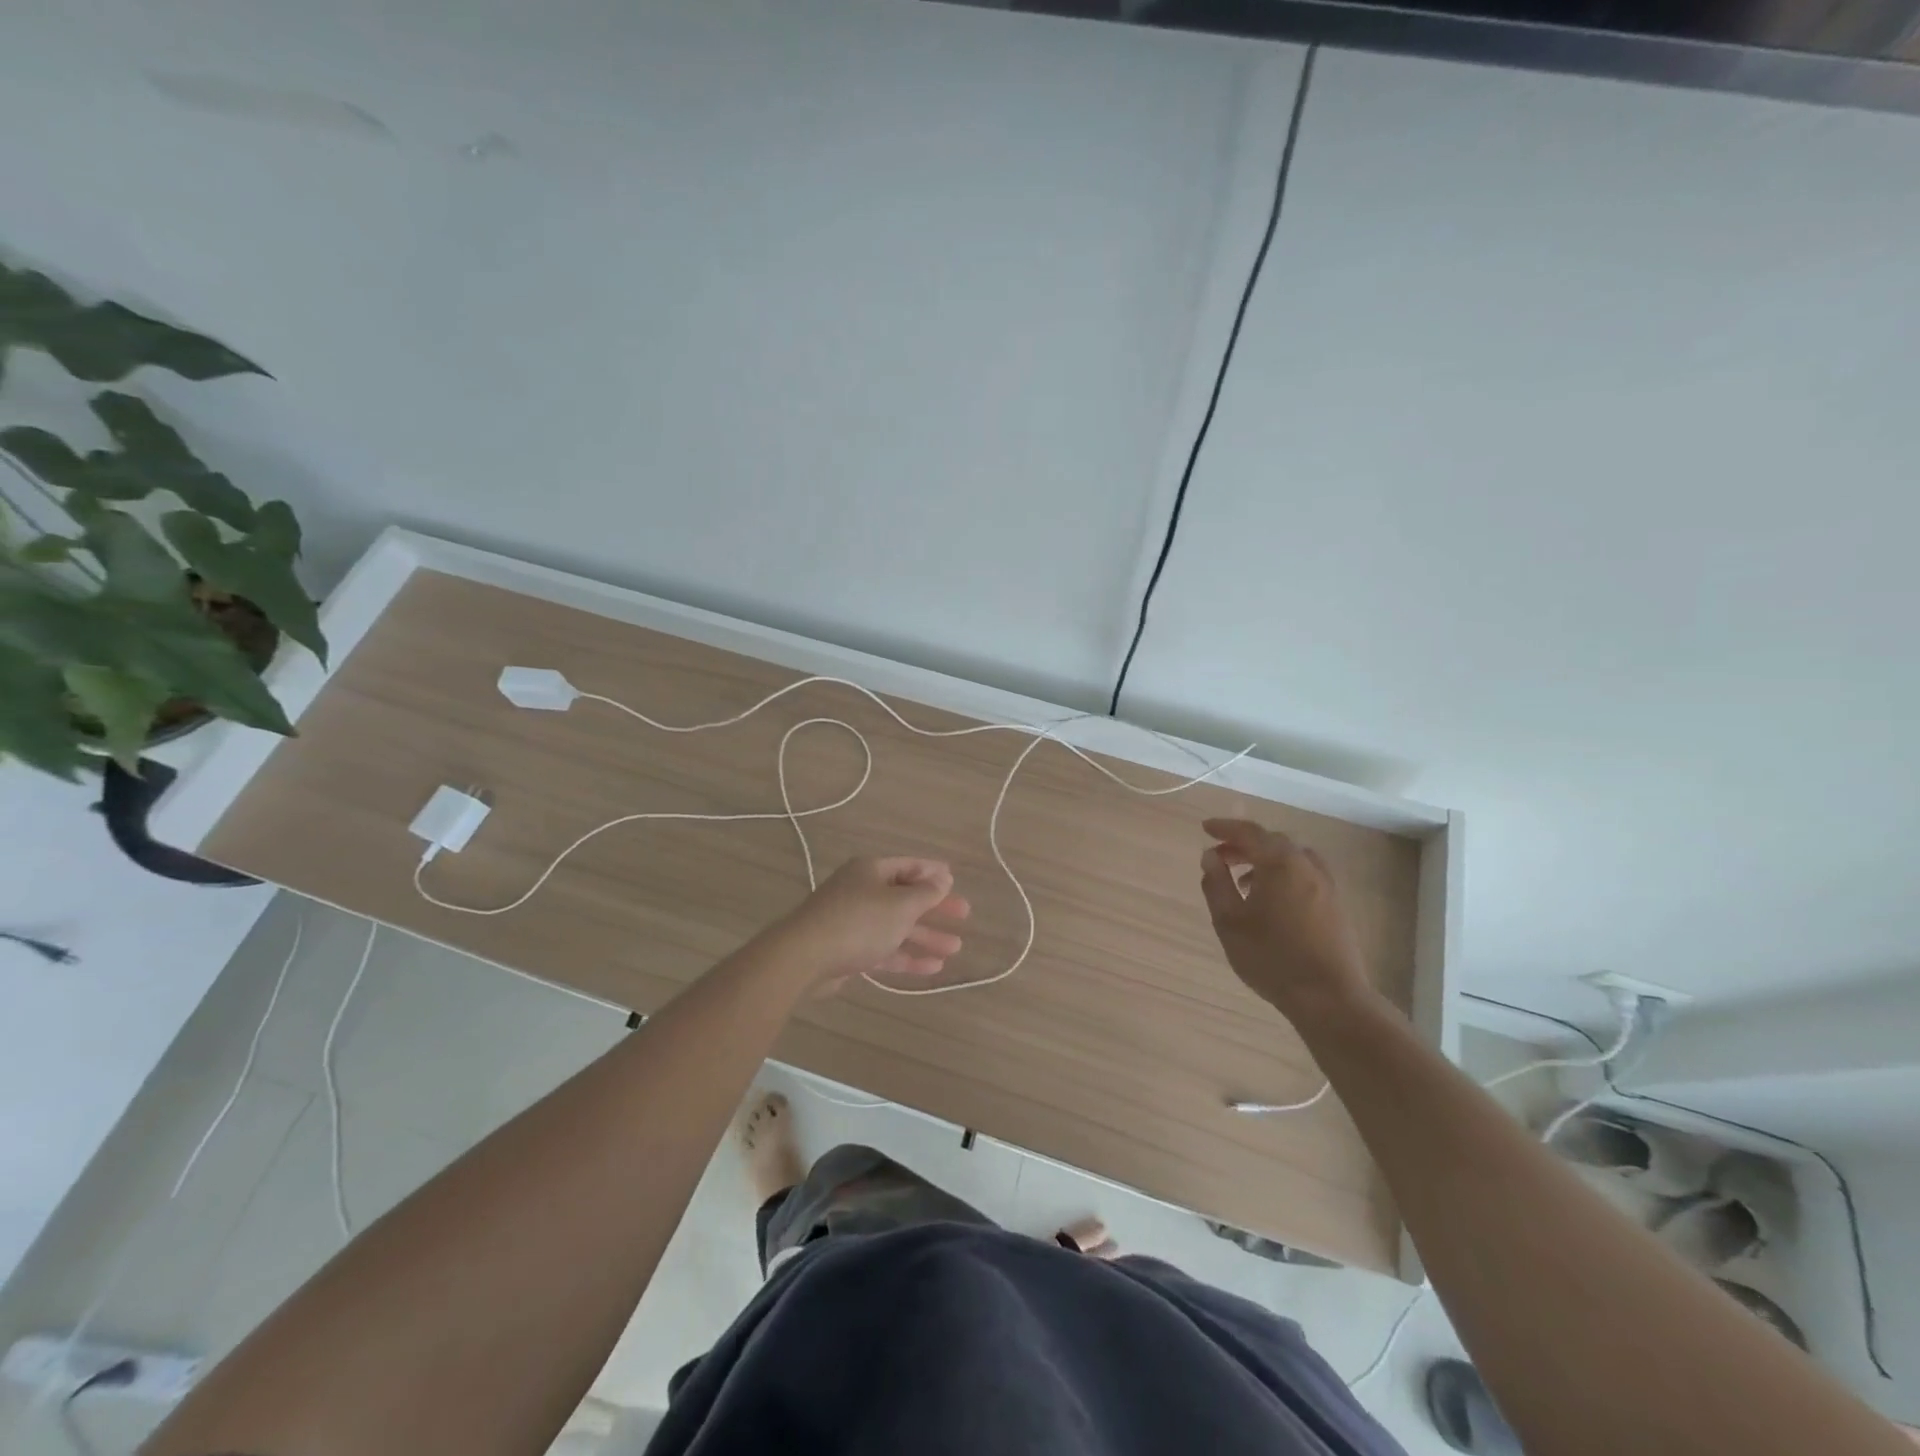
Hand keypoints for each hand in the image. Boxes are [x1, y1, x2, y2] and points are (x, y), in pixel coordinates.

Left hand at [770, 857, 970, 991]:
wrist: (804, 957)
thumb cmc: (859, 922)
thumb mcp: (900, 905)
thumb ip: (925, 894)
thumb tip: (942, 879)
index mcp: (871, 871)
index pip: (908, 866)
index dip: (933, 872)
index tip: (954, 880)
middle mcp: (861, 891)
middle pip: (904, 896)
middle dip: (935, 907)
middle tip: (963, 915)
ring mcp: (853, 921)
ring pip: (896, 926)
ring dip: (925, 936)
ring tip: (955, 948)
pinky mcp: (848, 950)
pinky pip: (884, 948)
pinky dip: (907, 956)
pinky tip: (932, 968)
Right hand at [1199, 818, 1372, 1017]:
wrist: (1329, 997)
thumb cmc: (1271, 957)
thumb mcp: (1230, 922)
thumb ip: (1217, 884)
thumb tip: (1210, 857)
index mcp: (1280, 863)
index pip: (1248, 832)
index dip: (1224, 827)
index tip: (1205, 829)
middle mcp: (1306, 865)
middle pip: (1272, 841)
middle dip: (1243, 844)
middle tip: (1220, 857)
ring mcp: (1326, 884)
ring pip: (1291, 857)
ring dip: (1265, 860)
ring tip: (1243, 882)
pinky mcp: (1335, 904)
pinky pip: (1305, 873)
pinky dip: (1283, 874)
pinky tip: (1271, 900)